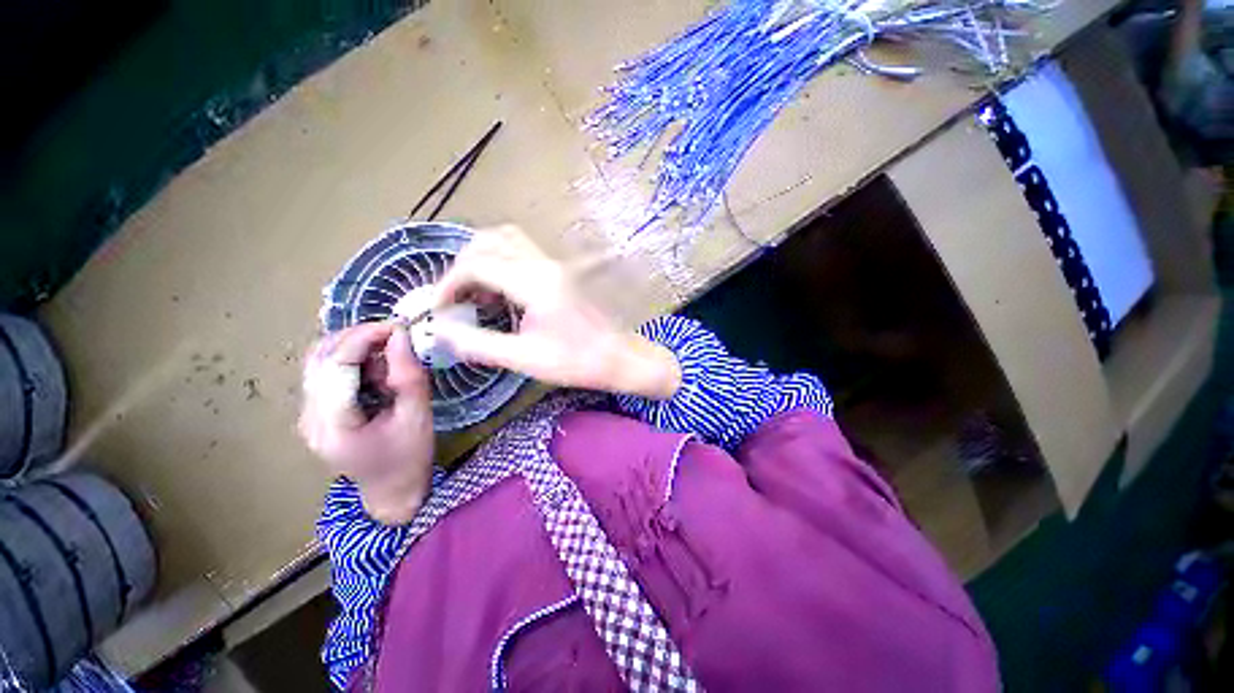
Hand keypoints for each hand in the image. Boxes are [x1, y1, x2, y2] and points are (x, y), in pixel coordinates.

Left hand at [300, 322, 433, 524]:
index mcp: (333, 425)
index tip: (398, 326)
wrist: (392, 491)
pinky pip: (325, 373)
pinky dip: (350, 361)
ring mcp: (307, 415)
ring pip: (317, 362)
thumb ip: (409, 375)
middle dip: (357, 338)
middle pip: (318, 359)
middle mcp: (309, 417)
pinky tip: (375, 370)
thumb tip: (400, 335)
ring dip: (352, 348)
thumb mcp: (417, 416)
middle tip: (394, 336)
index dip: (364, 337)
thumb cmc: (409, 457)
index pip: (336, 366)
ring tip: (387, 355)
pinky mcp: (315, 412)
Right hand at [432, 225, 681, 399]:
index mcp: (535, 283)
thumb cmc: (578, 362)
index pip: (476, 265)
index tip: (439, 308)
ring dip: (483, 259)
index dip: (448, 283)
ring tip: (476, 293)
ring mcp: (556, 264)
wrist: (620, 357)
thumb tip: (441, 330)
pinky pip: (524, 253)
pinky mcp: (562, 271)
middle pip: (490, 241)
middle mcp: (545, 264)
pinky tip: (502, 293)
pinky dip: (502, 263)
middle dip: (463, 265)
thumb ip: (479, 343)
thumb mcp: (525, 358)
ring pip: (508, 241)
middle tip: (456, 296)